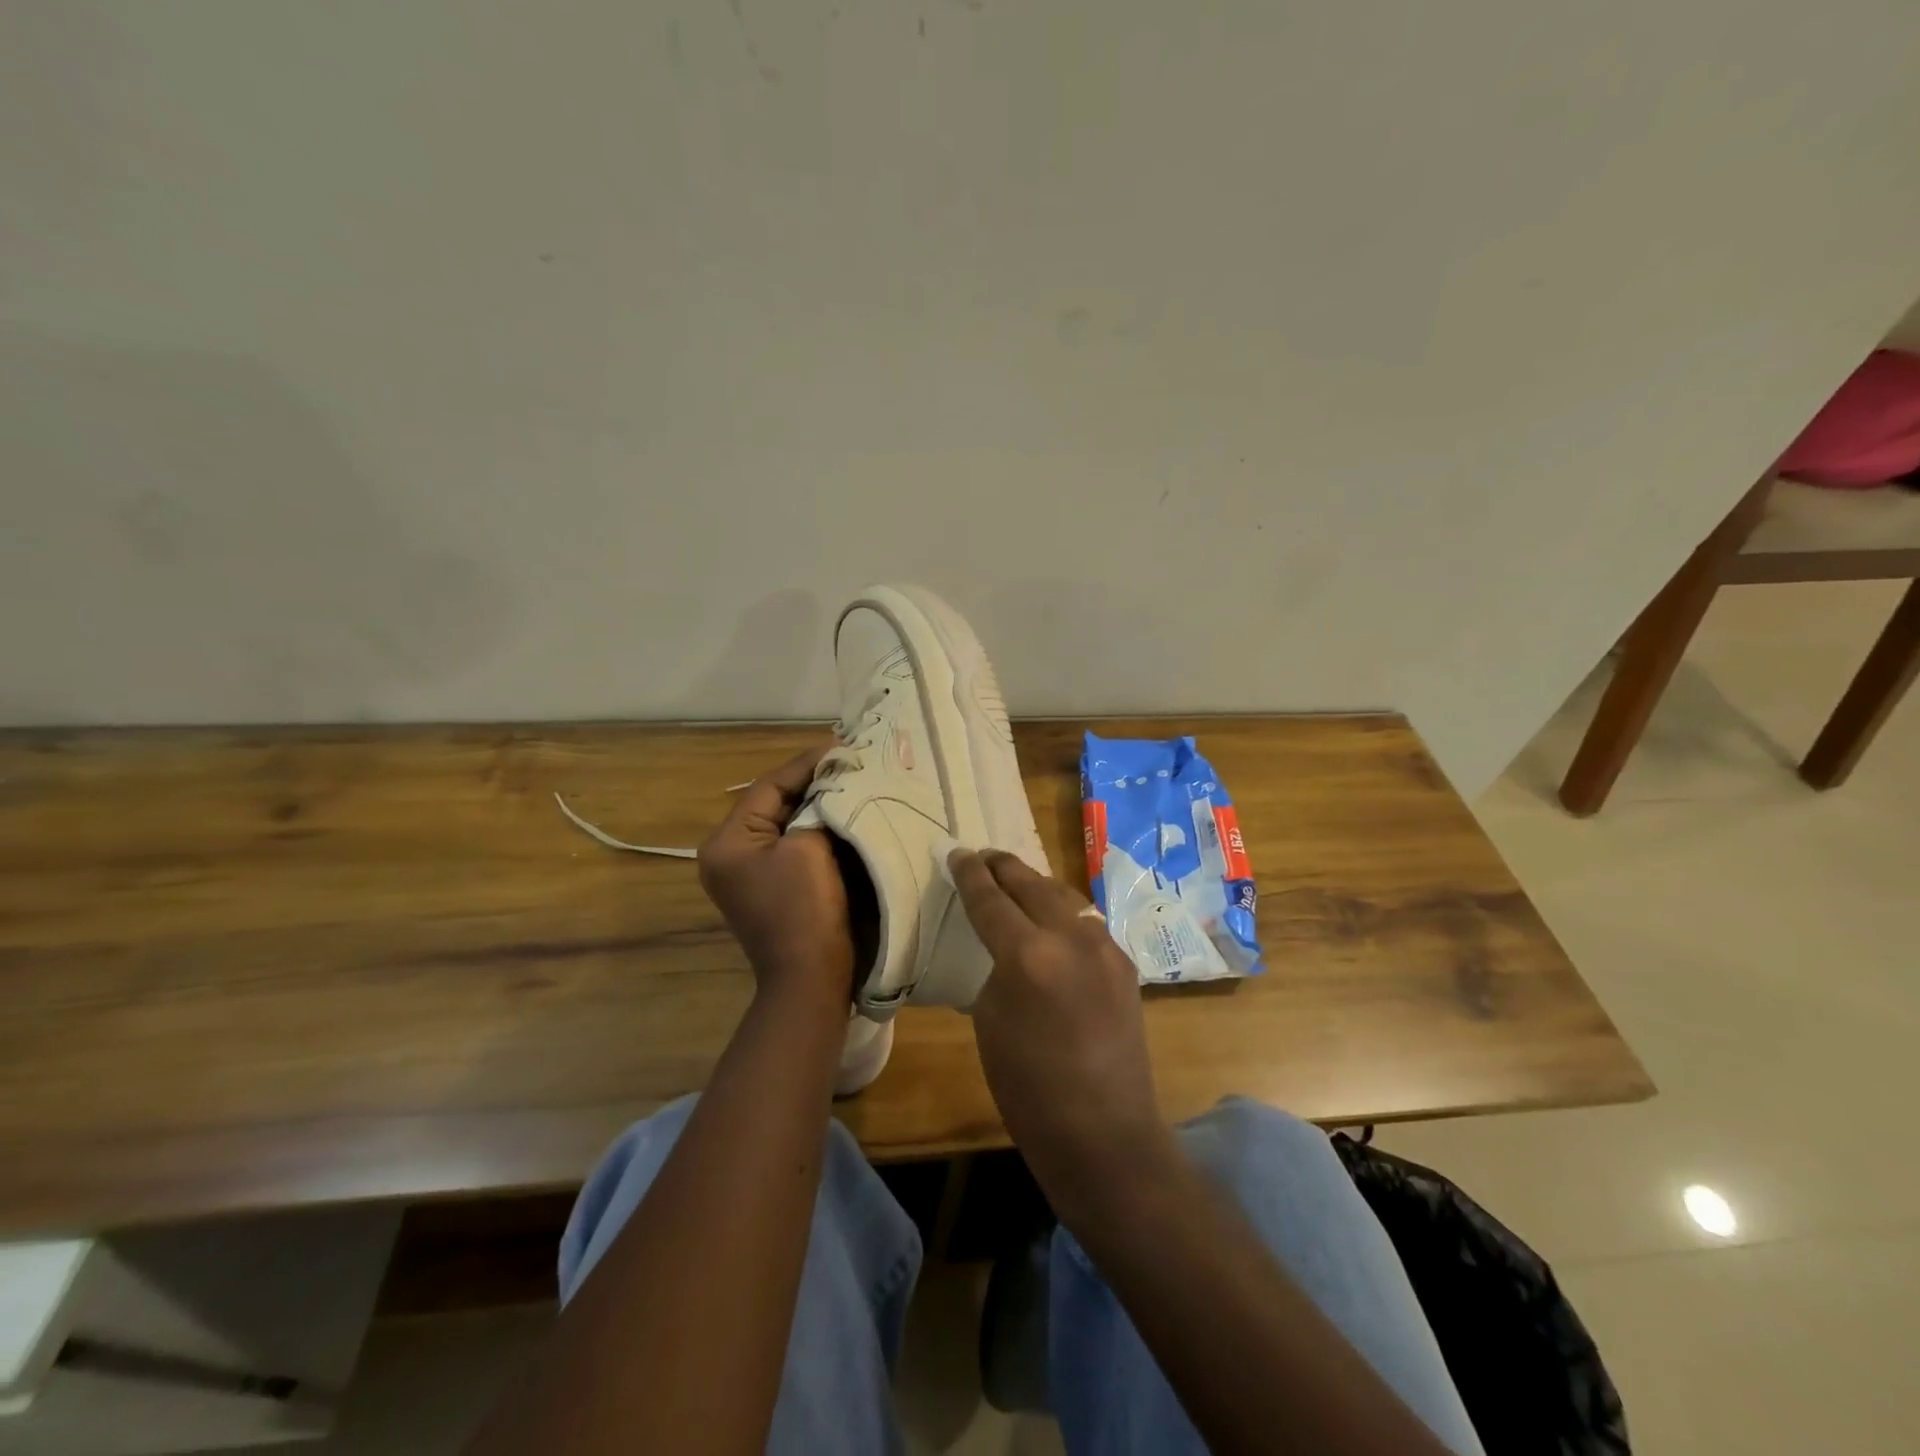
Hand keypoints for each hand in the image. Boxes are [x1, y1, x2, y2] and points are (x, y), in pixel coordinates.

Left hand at [699, 747, 854, 1007]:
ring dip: (817, 803)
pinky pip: (794, 844)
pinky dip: (818, 828)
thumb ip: (816, 808)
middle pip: (775, 803)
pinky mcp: (773, 886)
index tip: (840, 745)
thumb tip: (832, 784)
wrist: (811, 978)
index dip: (806, 764)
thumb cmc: (804, 909)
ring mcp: (750, 873)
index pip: (768, 787)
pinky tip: (844, 812)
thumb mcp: (809, 847)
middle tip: (848, 758)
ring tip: (849, 778)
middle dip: (812, 782)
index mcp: (726, 842)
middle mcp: (730, 854)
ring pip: (787, 822)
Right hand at [948, 849, 1172, 1206]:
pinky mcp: (1124, 963)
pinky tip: (1052, 918)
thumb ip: (998, 969)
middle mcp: (1072, 938)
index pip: (991, 900)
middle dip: (1003, 867)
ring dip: (1036, 884)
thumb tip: (1008, 948)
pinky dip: (1062, 911)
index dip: (970, 875)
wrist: (1105, 1134)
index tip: (958, 854)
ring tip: (1015, 879)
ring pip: (1065, 896)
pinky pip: (1086, 922)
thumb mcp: (990, 1022)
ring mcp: (1105, 948)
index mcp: (1029, 955)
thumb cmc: (1030, 1090)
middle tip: (983, 856)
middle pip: (1031, 884)